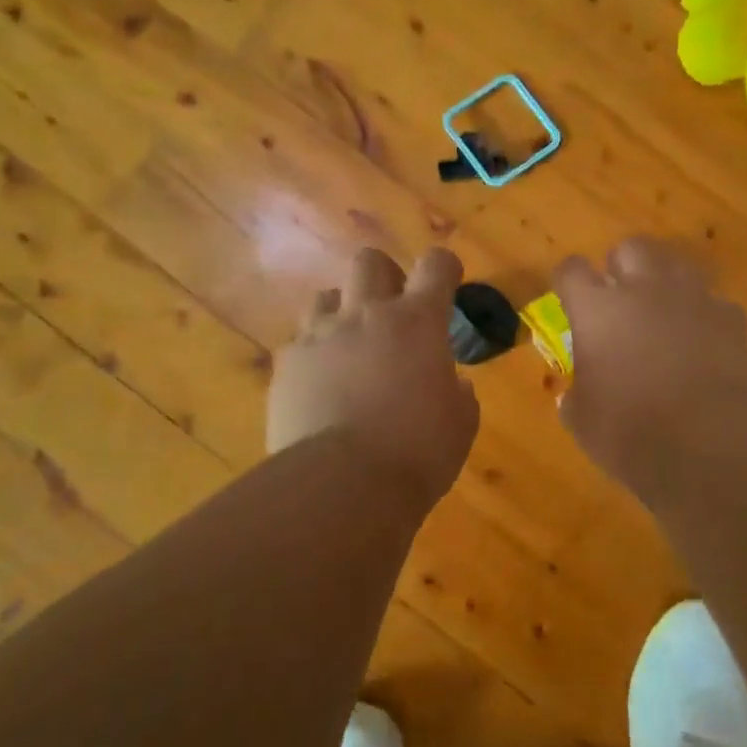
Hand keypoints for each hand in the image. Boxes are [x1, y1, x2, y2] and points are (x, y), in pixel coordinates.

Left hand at [268, 248, 480, 506]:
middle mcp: (365, 315)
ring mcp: (320, 336)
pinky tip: (321, 383)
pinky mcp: (287, 364)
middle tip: (392, 308)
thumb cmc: (417, 453)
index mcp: (417, 322)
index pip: (435, 266)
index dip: (443, 267)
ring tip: (350, 343)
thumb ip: (459, 395)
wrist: (342, 484)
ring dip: (342, 310)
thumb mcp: (460, 424)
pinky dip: (314, 353)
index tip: (447, 281)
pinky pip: (299, 341)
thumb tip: (455, 385)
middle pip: (369, 261)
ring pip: (325, 295)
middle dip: (384, 275)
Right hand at [552, 238, 746, 486]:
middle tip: (619, 299)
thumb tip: (574, 395)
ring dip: (665, 283)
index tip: (567, 298)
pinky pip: (713, 303)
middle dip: (622, 266)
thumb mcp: (583, 422)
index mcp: (598, 309)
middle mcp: (645, 289)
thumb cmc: (632, 432)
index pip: (571, 270)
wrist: (714, 444)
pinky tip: (702, 345)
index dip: (567, 281)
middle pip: (631, 247)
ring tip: (662, 314)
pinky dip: (703, 317)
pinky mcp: (733, 319)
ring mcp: (694, 299)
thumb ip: (576, 396)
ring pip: (677, 264)